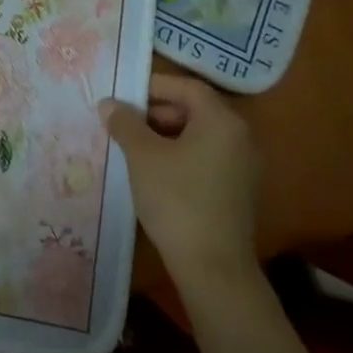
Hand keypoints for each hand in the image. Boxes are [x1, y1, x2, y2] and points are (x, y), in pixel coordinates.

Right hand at [100, 73, 260, 295]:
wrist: (212, 267)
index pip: (187, 87)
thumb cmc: (176, 199)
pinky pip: (206, 157)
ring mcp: (243, 166)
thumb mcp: (142, 156)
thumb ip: (125, 123)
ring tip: (133, 147)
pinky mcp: (238, 190)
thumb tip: (109, 103)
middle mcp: (240, 137)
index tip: (123, 95)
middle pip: (194, 109)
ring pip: (199, 135)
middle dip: (156, 111)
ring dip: (165, 134)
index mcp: (221, 121)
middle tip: (124, 122)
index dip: (153, 86)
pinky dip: (180, 155)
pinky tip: (154, 171)